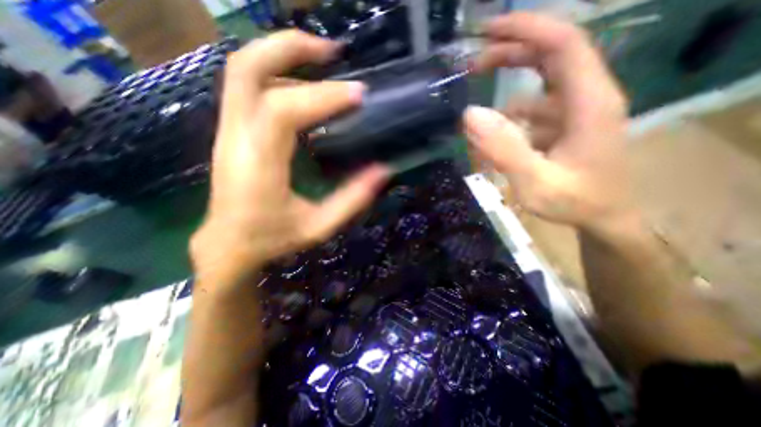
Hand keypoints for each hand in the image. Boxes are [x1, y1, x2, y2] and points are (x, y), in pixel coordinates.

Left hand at [188, 31, 388, 287]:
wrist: (228, 244)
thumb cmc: (273, 239)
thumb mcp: (319, 227)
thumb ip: (352, 200)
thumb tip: (383, 171)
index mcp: (259, 164)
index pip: (284, 110)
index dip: (323, 96)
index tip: (358, 96)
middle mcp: (236, 138)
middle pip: (247, 68)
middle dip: (291, 48)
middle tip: (333, 51)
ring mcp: (229, 130)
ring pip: (244, 71)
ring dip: (284, 55)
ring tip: (324, 60)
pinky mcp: (232, 131)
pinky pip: (249, 87)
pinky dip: (279, 75)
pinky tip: (306, 87)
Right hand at [464, 14, 637, 235]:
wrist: (604, 217)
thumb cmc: (575, 202)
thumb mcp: (535, 182)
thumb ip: (503, 150)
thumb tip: (469, 115)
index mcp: (589, 102)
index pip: (562, 44)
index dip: (525, 29)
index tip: (487, 31)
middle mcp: (587, 97)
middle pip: (550, 56)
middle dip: (509, 53)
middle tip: (471, 65)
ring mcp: (576, 111)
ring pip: (538, 84)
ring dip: (505, 89)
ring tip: (475, 106)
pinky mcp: (565, 125)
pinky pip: (533, 110)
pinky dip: (510, 116)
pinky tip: (494, 134)